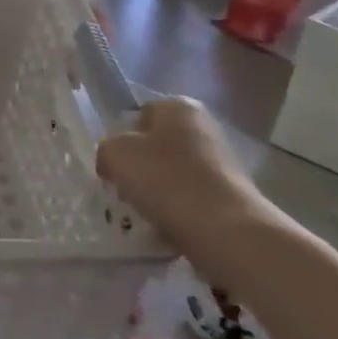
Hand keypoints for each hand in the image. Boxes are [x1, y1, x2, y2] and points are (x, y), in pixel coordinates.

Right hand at [96, 97, 283, 288]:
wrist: (226, 231)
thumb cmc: (166, 179)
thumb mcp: (115, 154)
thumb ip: (106, 149)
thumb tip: (113, 162)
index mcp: (179, 107)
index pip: (139, 115)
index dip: (122, 138)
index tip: (114, 163)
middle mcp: (205, 127)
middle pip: (157, 145)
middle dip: (140, 166)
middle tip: (124, 188)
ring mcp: (223, 162)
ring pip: (172, 174)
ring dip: (156, 191)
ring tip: (143, 212)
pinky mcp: (231, 196)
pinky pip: (190, 199)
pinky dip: (177, 211)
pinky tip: (166, 226)